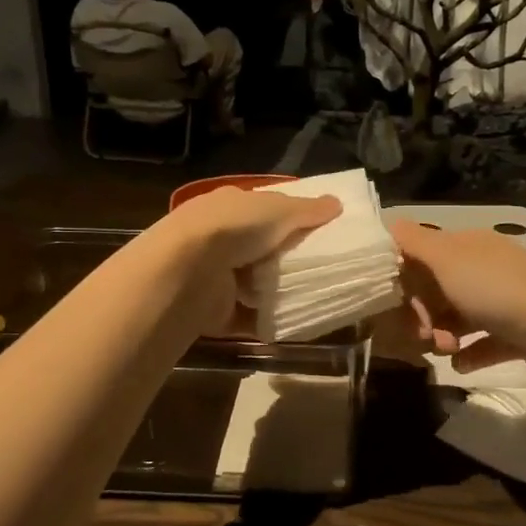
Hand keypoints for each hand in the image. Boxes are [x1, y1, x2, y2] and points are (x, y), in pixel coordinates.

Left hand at [155, 187, 341, 335]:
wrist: (189, 271)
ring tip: (314, 296)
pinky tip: (294, 322)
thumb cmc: (235, 229)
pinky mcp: (216, 311)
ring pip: (255, 284)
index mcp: (229, 207)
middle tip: (323, 267)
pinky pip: (249, 317)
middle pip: (261, 249)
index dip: (289, 218)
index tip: (320, 231)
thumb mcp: (278, 210)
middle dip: (286, 258)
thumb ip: (307, 209)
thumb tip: (336, 204)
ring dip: (277, 292)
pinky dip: (268, 321)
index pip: (263, 210)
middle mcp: (219, 239)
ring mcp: (215, 276)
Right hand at [380, 221, 525, 390]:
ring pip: (459, 319)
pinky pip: (483, 344)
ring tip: (447, 351)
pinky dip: (469, 355)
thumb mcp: (449, 260)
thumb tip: (390, 223)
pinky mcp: (518, 335)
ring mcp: (504, 303)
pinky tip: (461, 365)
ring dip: (443, 336)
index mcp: (469, 246)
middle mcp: (486, 269)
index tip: (398, 303)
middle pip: (438, 290)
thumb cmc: (500, 292)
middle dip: (422, 313)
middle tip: (423, 334)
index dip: (405, 279)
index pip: (423, 255)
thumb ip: (415, 242)